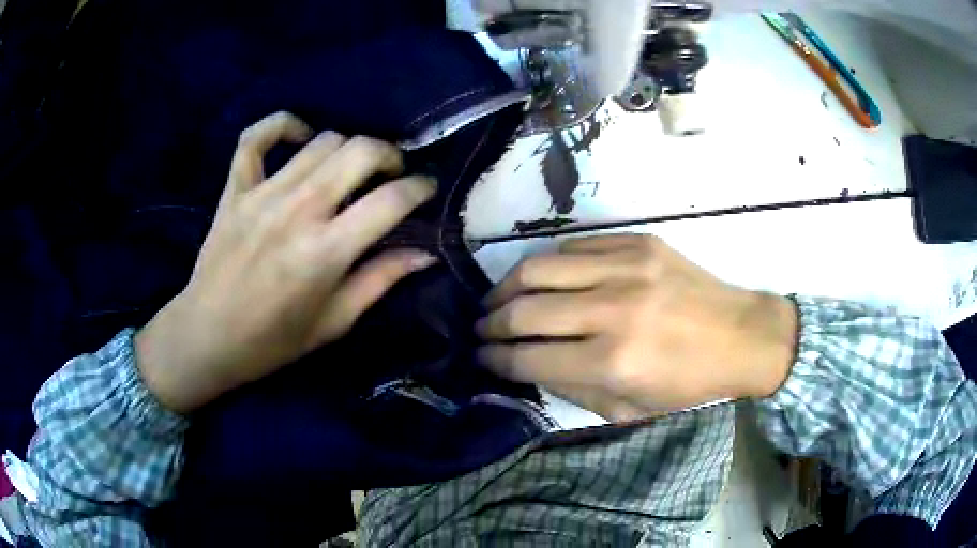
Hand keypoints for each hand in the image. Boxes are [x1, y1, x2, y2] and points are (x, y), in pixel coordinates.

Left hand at [136, 112, 436, 412]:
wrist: (207, 336)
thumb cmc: (273, 340)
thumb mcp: (334, 322)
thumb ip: (381, 281)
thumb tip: (426, 253)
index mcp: (326, 252)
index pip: (390, 200)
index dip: (419, 188)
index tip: (426, 189)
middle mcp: (298, 211)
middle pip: (359, 152)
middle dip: (390, 154)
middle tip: (392, 173)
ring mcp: (262, 194)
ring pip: (321, 141)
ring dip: (347, 147)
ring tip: (350, 167)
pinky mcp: (235, 189)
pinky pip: (256, 138)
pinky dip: (282, 126)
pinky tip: (299, 137)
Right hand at [476, 234, 797, 421]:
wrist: (743, 337)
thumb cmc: (690, 385)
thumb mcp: (630, 409)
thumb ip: (573, 388)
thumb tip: (528, 365)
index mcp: (612, 361)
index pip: (528, 357)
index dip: (494, 359)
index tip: (479, 356)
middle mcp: (613, 310)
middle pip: (525, 309)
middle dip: (490, 323)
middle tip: (481, 329)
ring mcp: (626, 268)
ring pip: (540, 267)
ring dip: (507, 286)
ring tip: (499, 300)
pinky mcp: (639, 243)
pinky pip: (574, 246)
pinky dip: (549, 265)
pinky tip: (544, 279)